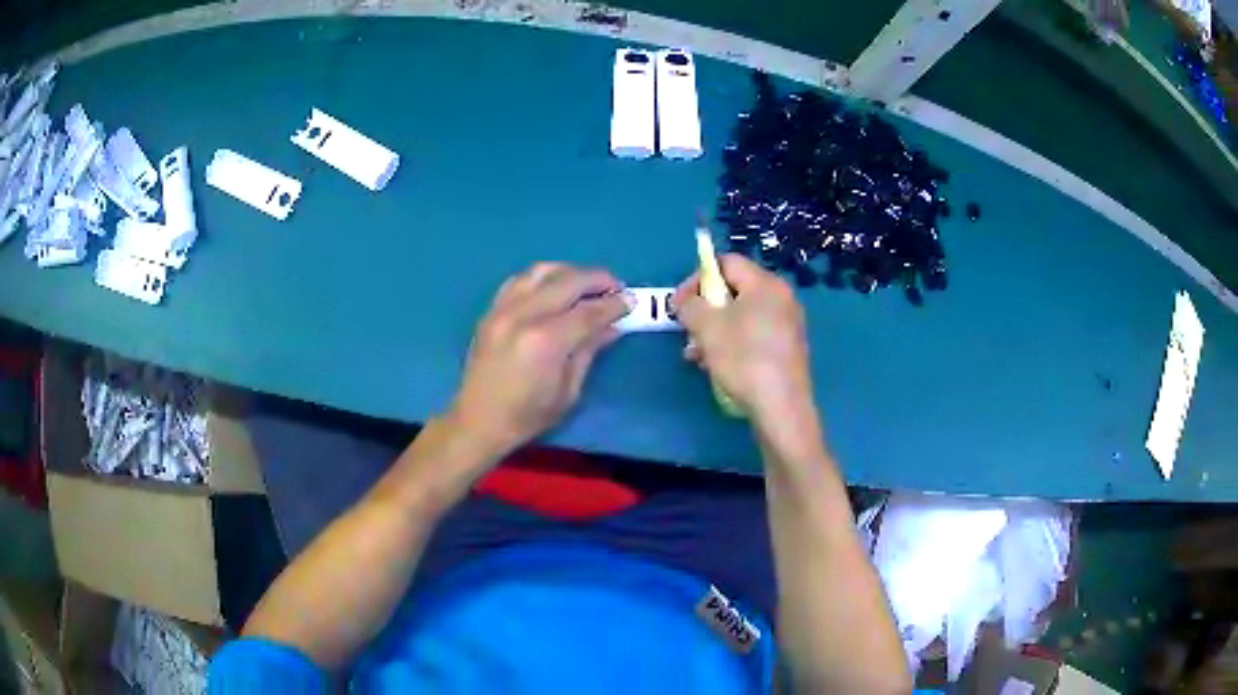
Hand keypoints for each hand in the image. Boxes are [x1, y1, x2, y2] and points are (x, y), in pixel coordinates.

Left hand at [448, 263, 629, 456]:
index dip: (613, 304)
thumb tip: (612, 326)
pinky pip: (518, 280)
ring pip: (540, 272)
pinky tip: (553, 287)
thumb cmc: (527, 416)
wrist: (478, 421)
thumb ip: (588, 351)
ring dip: (569, 271)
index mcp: (545, 341)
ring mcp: (502, 310)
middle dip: (596, 279)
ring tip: (585, 282)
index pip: (588, 312)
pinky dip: (540, 277)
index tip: (630, 300)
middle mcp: (523, 316)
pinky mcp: (491, 311)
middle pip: (567, 282)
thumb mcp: (568, 391)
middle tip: (615, 286)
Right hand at [672, 254, 815, 427]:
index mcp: (766, 284)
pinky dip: (732, 344)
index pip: (726, 263)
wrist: (781, 407)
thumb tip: (686, 302)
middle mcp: (781, 298)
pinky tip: (716, 367)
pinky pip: (753, 335)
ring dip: (714, 331)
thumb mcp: (707, 327)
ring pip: (741, 317)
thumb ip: (691, 305)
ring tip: (696, 356)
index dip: (697, 278)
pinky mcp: (786, 349)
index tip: (679, 304)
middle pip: (733, 291)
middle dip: (704, 310)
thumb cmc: (744, 359)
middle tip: (687, 332)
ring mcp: (787, 325)